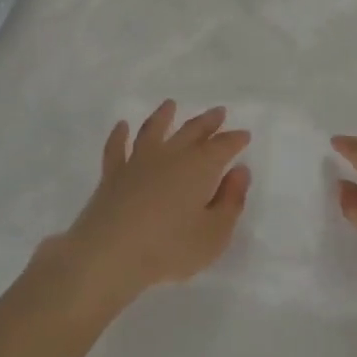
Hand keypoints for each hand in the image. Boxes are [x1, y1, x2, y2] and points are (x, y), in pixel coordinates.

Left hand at [41, 101, 251, 315]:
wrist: (112, 252)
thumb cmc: (169, 248)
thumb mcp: (213, 235)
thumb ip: (230, 202)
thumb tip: (240, 171)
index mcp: (199, 167)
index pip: (222, 147)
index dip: (235, 140)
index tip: (244, 134)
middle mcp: (171, 155)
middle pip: (192, 131)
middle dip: (208, 121)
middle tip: (218, 112)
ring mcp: (139, 161)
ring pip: (153, 130)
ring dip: (163, 116)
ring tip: (170, 105)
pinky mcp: (113, 174)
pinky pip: (116, 148)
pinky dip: (119, 135)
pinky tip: (121, 125)